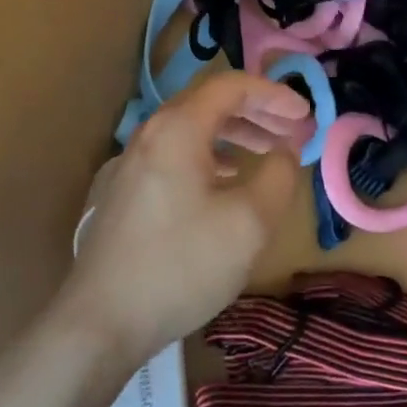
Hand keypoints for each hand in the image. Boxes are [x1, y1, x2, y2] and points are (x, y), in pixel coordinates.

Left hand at [59, 71, 307, 366]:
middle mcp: (150, 133)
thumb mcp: (248, 223)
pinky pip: (174, 155)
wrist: (100, 320)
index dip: (274, 94)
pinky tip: (223, 183)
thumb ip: (278, 176)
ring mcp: (130, 162)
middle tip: (292, 132)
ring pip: (191, 130)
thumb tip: (285, 151)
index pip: (232, 86)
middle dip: (257, 112)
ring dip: (234, 135)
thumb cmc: (181, 265)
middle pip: (209, 103)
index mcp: (178, 128)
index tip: (306, 114)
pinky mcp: (122, 191)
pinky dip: (208, 156)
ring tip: (266, 154)